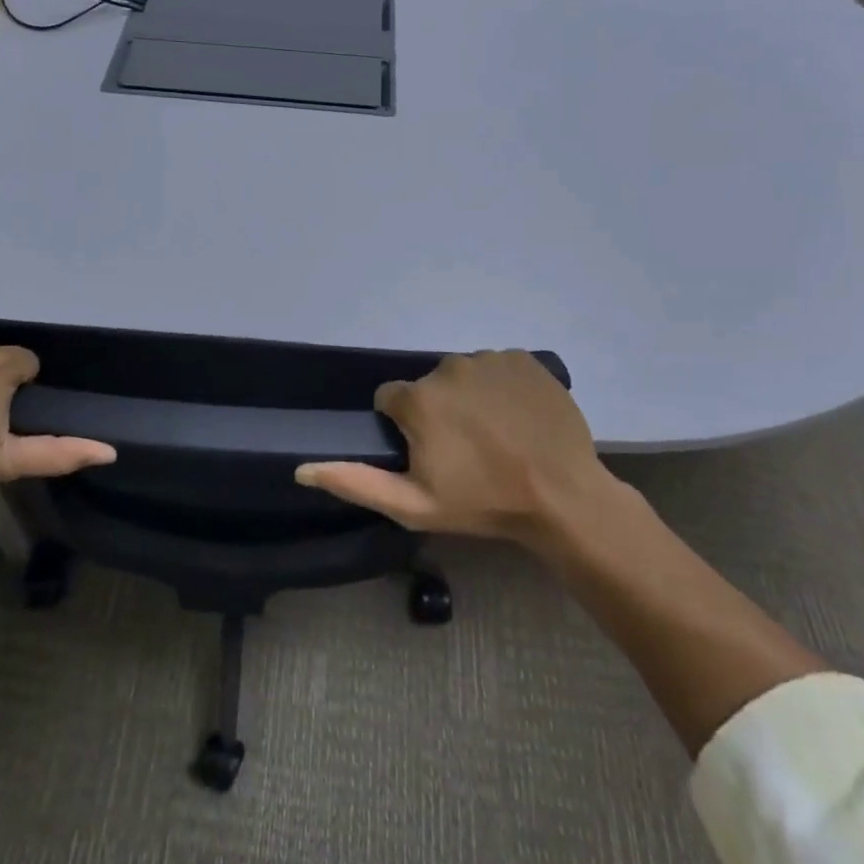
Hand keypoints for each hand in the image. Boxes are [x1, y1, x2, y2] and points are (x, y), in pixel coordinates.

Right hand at [296, 351, 625, 547]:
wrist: (563, 497)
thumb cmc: (483, 503)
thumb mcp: (412, 505)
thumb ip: (354, 481)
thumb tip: (300, 468)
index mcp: (418, 399)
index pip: (391, 399)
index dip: (405, 427)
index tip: (429, 454)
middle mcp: (448, 367)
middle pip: (429, 386)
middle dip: (438, 412)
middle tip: (466, 451)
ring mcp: (489, 359)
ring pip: (463, 375)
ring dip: (470, 398)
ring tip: (497, 435)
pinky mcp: (524, 359)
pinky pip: (498, 367)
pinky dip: (502, 387)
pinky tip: (518, 418)